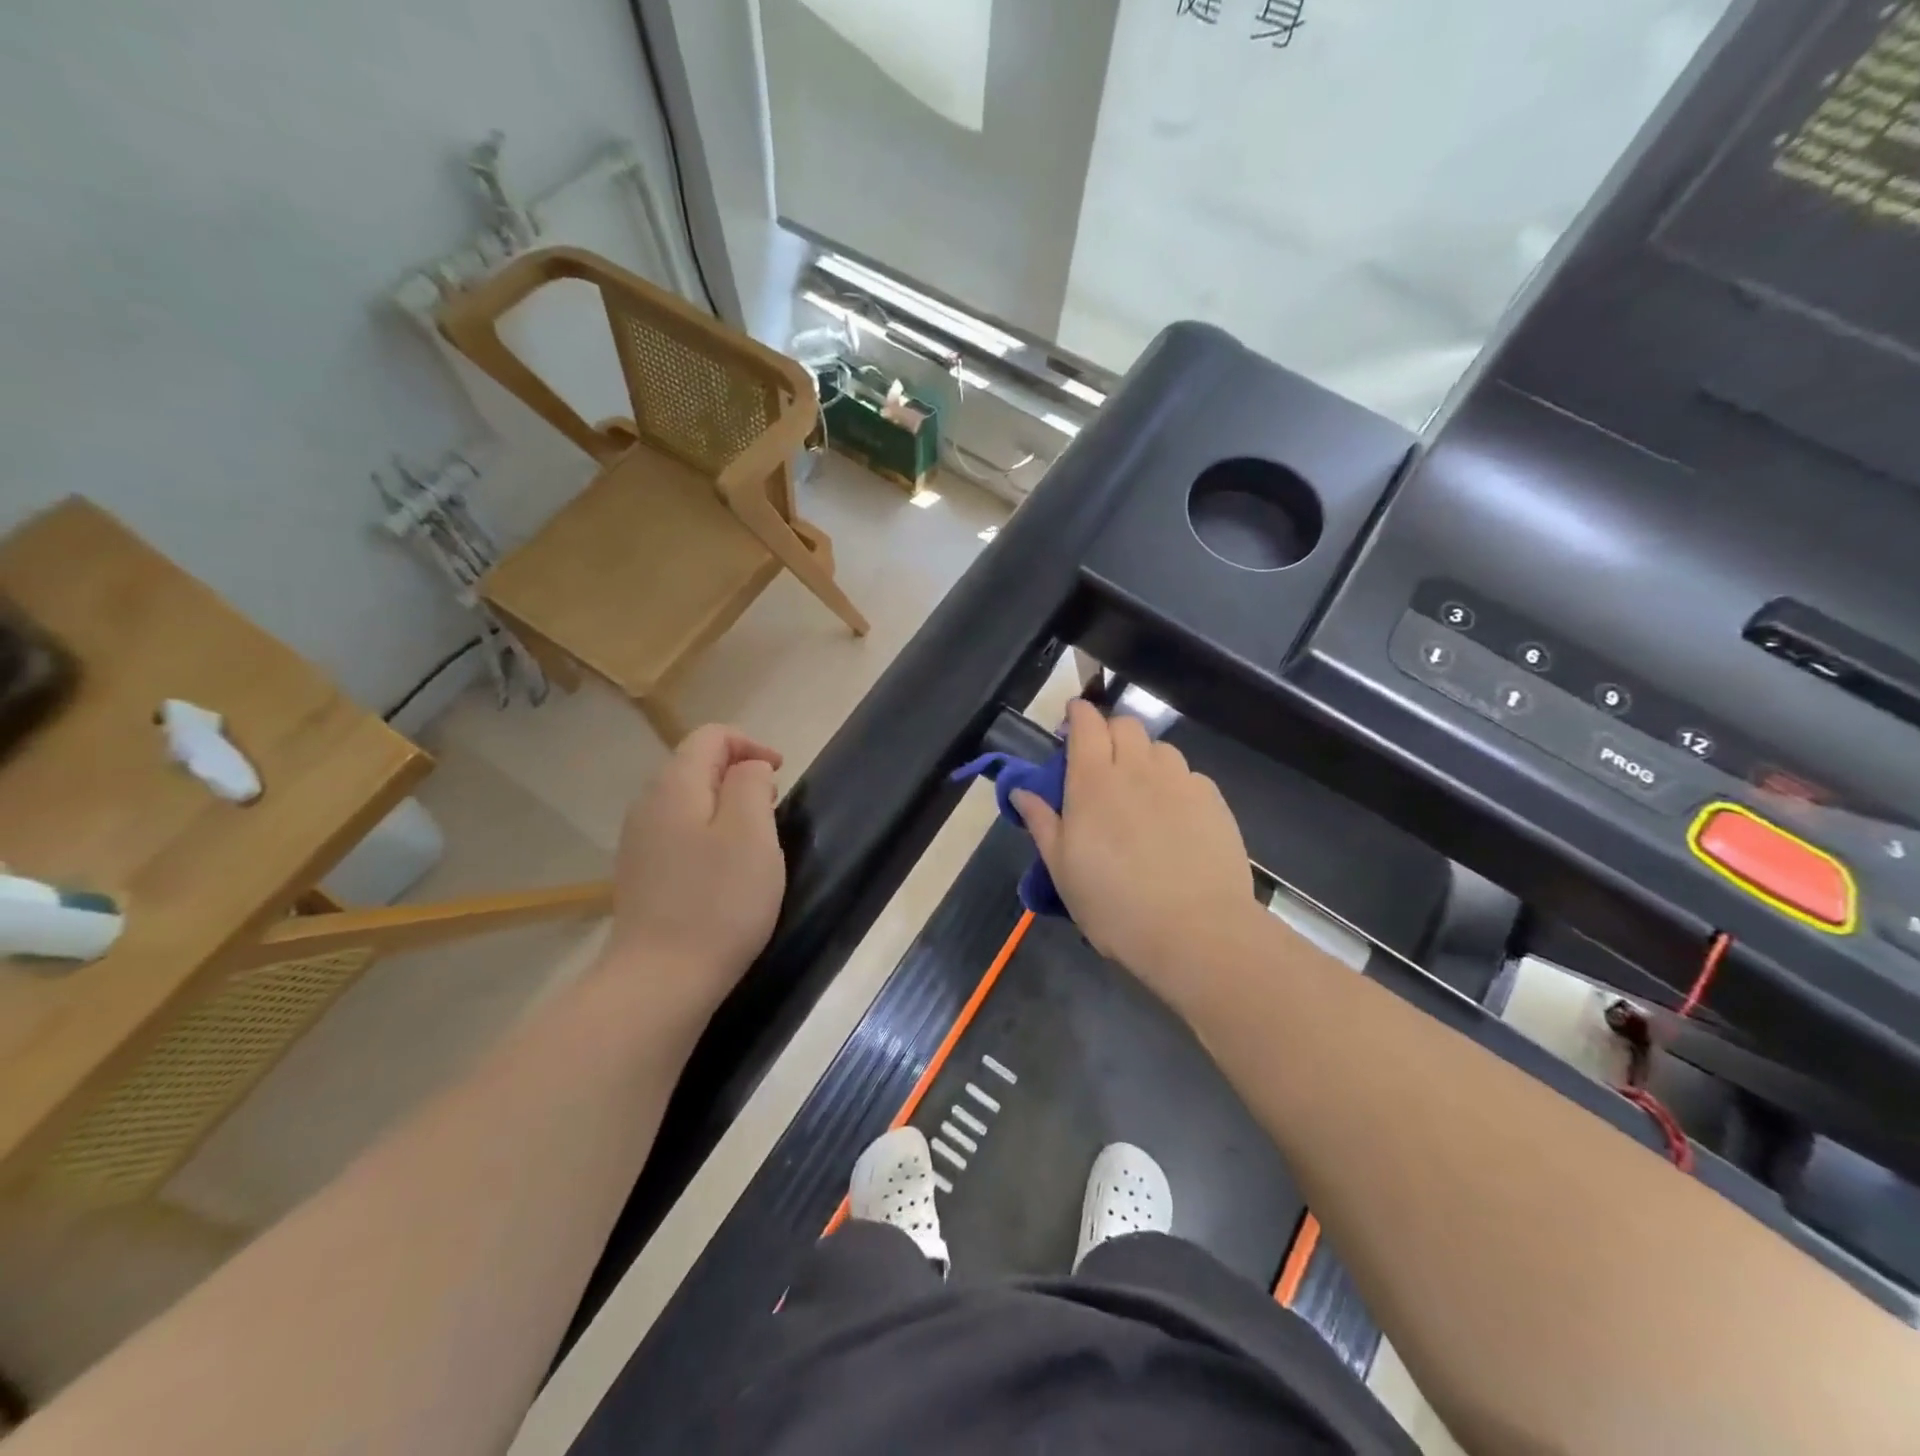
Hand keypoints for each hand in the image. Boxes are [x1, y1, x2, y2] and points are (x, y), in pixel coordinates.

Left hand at [599, 725, 785, 1022]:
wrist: (661, 979)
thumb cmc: (719, 901)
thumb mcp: (752, 833)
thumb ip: (751, 785)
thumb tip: (748, 769)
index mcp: (675, 786)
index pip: (710, 736)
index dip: (750, 744)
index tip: (781, 774)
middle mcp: (648, 805)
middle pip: (694, 765)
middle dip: (738, 774)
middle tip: (773, 806)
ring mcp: (638, 842)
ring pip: (687, 801)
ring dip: (724, 805)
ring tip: (755, 838)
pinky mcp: (640, 874)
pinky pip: (678, 833)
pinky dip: (707, 833)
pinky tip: (724, 869)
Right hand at [1012, 701, 1258, 1009]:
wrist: (1195, 931)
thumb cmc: (1115, 905)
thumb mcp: (1063, 869)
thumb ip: (1042, 822)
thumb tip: (1021, 791)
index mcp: (1093, 780)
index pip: (1086, 723)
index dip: (1078, 714)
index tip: (1072, 721)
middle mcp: (1137, 768)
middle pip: (1125, 725)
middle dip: (1110, 732)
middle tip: (1102, 764)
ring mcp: (1180, 781)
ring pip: (1159, 748)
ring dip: (1144, 757)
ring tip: (1140, 792)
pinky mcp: (1213, 800)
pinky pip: (1188, 775)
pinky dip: (1174, 784)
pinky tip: (1174, 818)